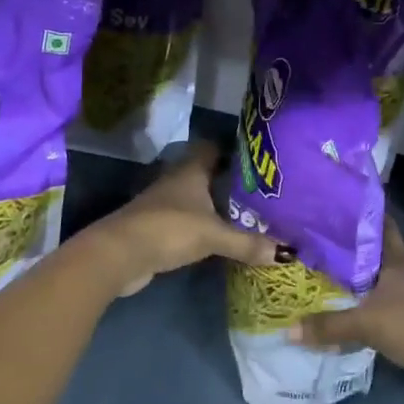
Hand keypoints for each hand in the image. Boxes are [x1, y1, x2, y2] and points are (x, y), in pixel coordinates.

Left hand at [89, 141, 281, 296]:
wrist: (119, 255)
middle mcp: (177, 180)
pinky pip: (188, 221)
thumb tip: (284, 253)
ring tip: (246, 214)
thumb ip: (247, 243)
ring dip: (215, 205)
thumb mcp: (214, 236)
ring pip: (196, 198)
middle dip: (229, 181)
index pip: (213, 147)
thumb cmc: (169, 229)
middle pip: (206, 173)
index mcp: (191, 170)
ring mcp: (164, 204)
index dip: (233, 150)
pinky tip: (220, 237)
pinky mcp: (157, 227)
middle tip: (260, 190)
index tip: (257, 159)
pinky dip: (203, 226)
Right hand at [294, 220, 403, 403]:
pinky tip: (395, 315)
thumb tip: (289, 330)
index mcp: (401, 262)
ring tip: (391, 281)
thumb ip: (328, 326)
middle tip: (372, 249)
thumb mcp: (363, 324)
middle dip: (402, 247)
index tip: (355, 209)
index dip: (374, 218)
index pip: (387, 230)